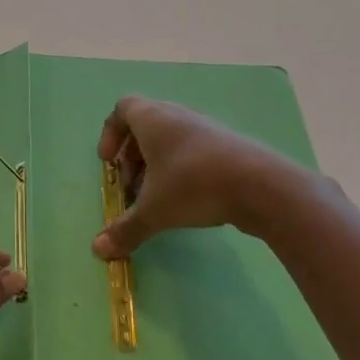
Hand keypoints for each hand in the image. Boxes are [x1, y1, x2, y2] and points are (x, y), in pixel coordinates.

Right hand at [92, 95, 310, 259]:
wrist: (261, 185)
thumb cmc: (194, 185)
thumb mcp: (154, 210)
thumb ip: (125, 229)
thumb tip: (98, 251)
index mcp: (152, 118)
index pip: (122, 109)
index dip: (110, 134)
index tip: (109, 163)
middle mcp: (176, 115)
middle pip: (144, 125)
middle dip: (132, 157)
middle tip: (131, 187)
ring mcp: (204, 128)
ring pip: (170, 139)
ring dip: (156, 164)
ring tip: (156, 198)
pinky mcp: (227, 145)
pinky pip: (192, 149)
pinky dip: (180, 168)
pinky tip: (187, 199)